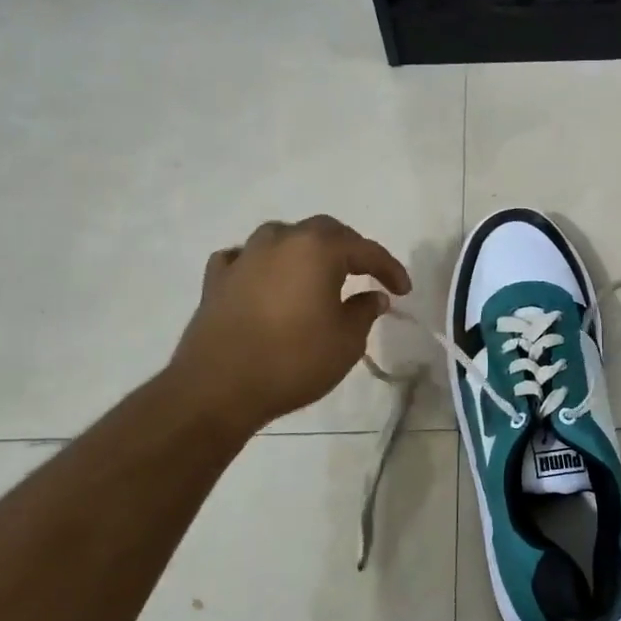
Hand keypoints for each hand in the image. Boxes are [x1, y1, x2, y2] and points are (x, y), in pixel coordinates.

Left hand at [167, 215, 410, 434]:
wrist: (218, 388)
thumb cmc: (293, 361)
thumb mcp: (346, 341)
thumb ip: (364, 311)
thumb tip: (374, 296)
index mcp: (318, 250)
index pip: (365, 250)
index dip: (389, 268)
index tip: (404, 290)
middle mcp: (281, 241)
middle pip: (323, 231)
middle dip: (349, 249)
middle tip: (365, 273)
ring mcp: (244, 257)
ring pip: (282, 237)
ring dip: (304, 250)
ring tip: (316, 272)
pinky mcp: (217, 279)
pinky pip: (245, 258)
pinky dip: (262, 264)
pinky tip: (265, 279)